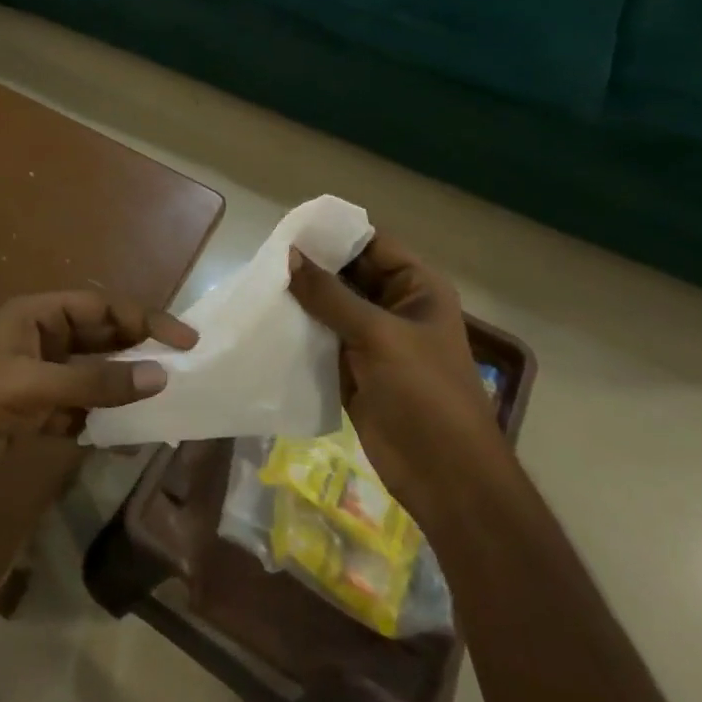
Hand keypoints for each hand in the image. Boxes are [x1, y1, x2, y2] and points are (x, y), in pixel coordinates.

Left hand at [0, 291, 196, 502]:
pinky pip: (75, 410)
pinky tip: (124, 439)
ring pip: (90, 377)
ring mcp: (34, 377)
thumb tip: (159, 376)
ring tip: (162, 406)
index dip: (146, 318)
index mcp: (37, 315)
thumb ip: (96, 383)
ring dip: (121, 390)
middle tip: (182, 371)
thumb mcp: (33, 385)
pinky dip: (98, 421)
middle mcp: (39, 339)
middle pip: (100, 338)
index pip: (103, 306)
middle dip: (138, 352)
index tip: (186, 341)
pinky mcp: (28, 413)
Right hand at [288, 236, 498, 507]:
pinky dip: (298, 330)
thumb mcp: (378, 335)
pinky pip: (321, 338)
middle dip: (310, 266)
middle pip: (347, 274)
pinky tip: (266, 320)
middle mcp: (394, 306)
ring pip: (329, 306)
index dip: (333, 234)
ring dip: (300, 298)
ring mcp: (372, 339)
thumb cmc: (424, 393)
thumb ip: (330, 295)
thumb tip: (288, 255)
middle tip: (262, 256)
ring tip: (257, 283)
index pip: (371, 244)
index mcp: (416, 287)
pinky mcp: (352, 367)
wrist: (443, 474)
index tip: (287, 228)